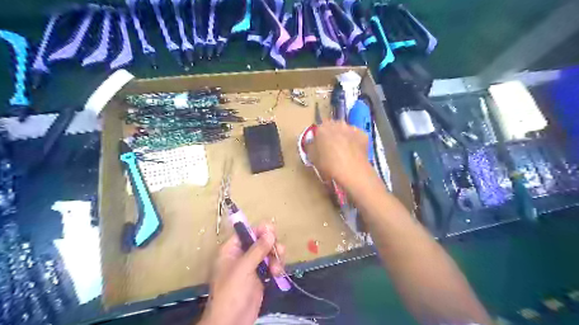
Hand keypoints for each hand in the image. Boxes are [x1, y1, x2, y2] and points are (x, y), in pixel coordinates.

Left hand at [200, 223, 284, 323]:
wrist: (232, 322)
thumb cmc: (232, 291)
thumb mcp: (243, 268)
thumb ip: (257, 249)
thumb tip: (270, 232)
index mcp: (231, 250)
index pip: (246, 232)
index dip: (259, 230)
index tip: (272, 230)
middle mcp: (241, 255)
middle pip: (260, 241)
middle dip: (271, 245)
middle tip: (278, 251)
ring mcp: (252, 266)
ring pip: (268, 253)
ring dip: (276, 257)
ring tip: (277, 268)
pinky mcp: (260, 277)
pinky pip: (271, 265)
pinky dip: (276, 267)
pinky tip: (277, 274)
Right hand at [305, 120, 372, 186]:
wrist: (352, 171)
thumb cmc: (328, 164)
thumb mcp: (312, 157)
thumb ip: (310, 146)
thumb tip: (311, 143)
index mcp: (322, 128)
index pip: (318, 128)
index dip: (319, 137)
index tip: (320, 145)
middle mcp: (337, 124)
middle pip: (333, 127)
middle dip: (332, 135)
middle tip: (331, 148)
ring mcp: (352, 128)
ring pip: (345, 130)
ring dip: (344, 137)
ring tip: (344, 151)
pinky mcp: (363, 135)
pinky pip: (356, 136)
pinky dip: (355, 142)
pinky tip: (353, 152)